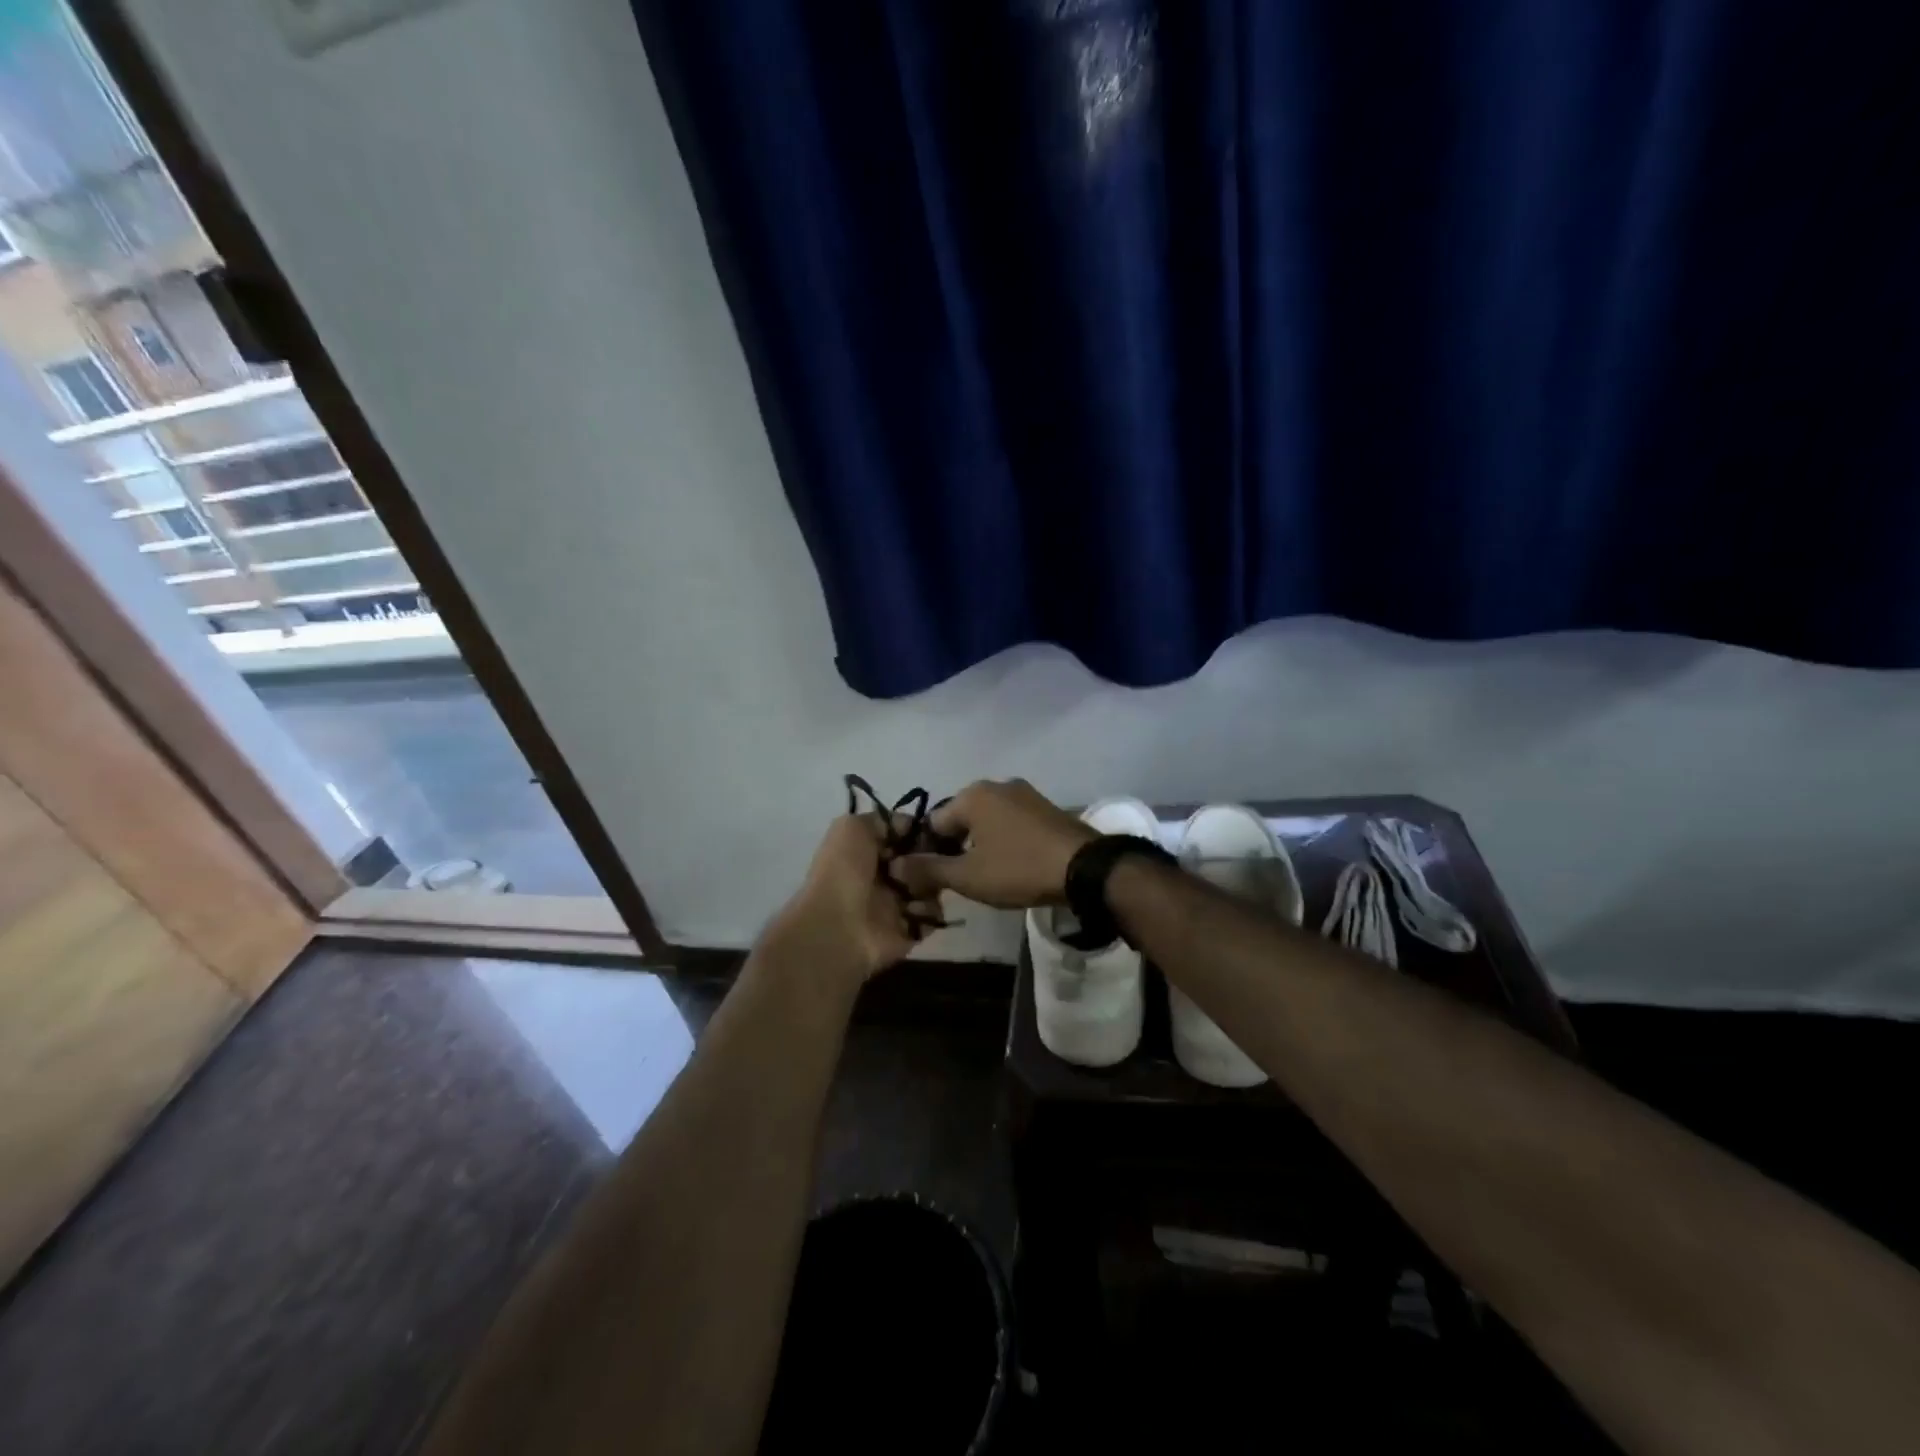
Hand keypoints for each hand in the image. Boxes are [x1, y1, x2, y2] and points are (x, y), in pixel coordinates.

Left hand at [762, 814, 941, 985]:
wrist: (837, 926)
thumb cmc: (843, 871)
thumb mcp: (852, 827)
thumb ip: (882, 820)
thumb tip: (909, 826)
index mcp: (869, 852)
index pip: (906, 837)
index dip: (919, 833)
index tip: (930, 833)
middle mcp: (884, 876)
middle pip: (923, 861)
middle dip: (928, 859)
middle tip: (923, 863)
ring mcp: (898, 905)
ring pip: (932, 886)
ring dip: (929, 885)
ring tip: (912, 890)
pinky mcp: (910, 930)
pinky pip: (933, 915)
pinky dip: (927, 911)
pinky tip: (912, 911)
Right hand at [893, 779, 1095, 909]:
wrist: (1085, 867)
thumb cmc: (1018, 868)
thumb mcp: (968, 876)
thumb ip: (928, 869)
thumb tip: (895, 865)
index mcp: (972, 795)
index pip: (933, 824)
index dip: (927, 854)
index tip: (933, 882)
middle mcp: (996, 785)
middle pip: (960, 820)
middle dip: (955, 849)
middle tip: (959, 883)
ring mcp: (1025, 794)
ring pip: (987, 822)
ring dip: (980, 846)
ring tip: (986, 878)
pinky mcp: (1045, 808)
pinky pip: (1011, 823)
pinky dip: (1004, 841)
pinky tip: (1012, 865)